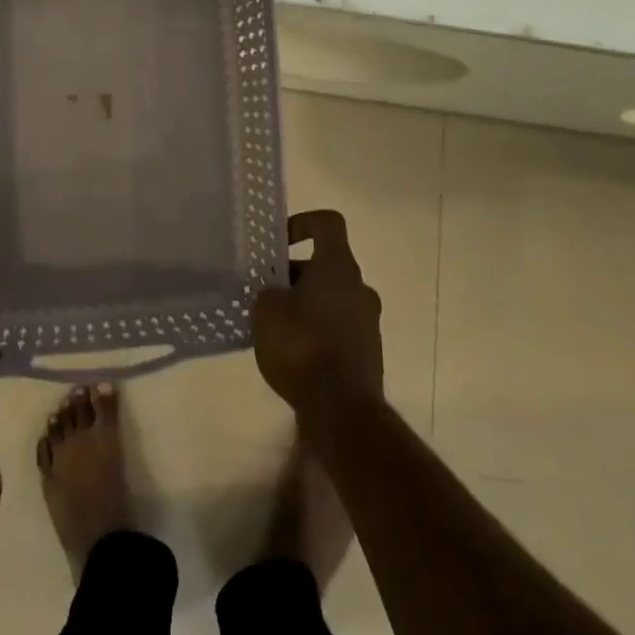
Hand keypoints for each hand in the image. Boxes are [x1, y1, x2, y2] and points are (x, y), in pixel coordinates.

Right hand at [254, 209, 384, 415]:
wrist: (342, 411)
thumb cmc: (301, 346)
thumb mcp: (266, 310)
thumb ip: (268, 292)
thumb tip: (277, 294)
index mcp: (338, 266)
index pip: (327, 223)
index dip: (302, 223)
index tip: (279, 244)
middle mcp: (360, 287)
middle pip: (326, 265)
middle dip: (295, 275)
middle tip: (266, 295)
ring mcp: (368, 322)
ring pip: (331, 298)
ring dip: (305, 305)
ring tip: (275, 329)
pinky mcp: (368, 353)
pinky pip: (338, 328)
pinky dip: (317, 333)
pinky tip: (293, 356)